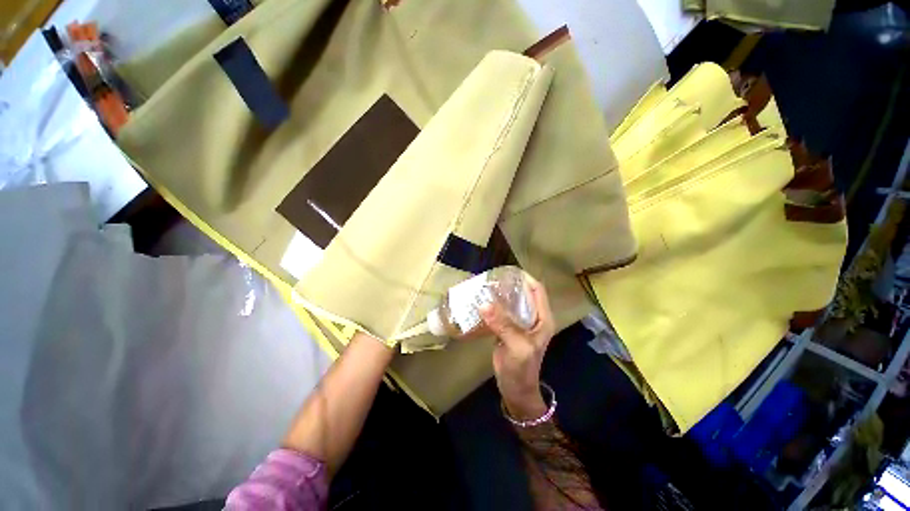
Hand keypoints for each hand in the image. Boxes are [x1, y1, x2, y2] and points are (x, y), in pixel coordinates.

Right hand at [480, 276, 554, 420]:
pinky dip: (493, 307)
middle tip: (492, 278)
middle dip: (510, 285)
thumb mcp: (517, 346)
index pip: (537, 290)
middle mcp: (533, 318)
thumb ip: (503, 325)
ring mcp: (520, 324)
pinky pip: (502, 313)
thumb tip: (484, 304)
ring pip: (511, 303)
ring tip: (484, 287)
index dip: (525, 278)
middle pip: (523, 294)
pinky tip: (481, 303)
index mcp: (542, 318)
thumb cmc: (522, 369)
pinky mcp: (508, 330)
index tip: (508, 271)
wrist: (515, 390)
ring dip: (500, 295)